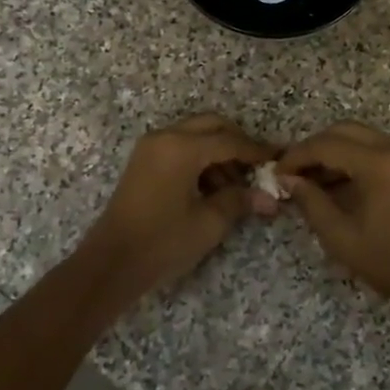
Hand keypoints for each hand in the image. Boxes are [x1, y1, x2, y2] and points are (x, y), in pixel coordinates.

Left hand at [78, 115, 277, 296]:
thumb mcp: (208, 223)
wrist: (111, 264)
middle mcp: (165, 137)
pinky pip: (179, 147)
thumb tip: (270, 198)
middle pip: (211, 126)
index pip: (229, 141)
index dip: (256, 151)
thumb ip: (240, 201)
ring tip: (234, 186)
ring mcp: (150, 147)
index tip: (278, 159)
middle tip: (256, 168)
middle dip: (237, 142)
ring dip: (217, 152)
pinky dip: (199, 158)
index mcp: (182, 148)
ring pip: (195, 135)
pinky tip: (210, 188)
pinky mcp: (143, 161)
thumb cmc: (163, 242)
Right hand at [277, 122, 389, 302]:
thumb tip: (289, 180)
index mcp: (376, 163)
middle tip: (293, 172)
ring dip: (333, 151)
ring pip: (360, 137)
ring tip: (310, 181)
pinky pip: (375, 149)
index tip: (277, 173)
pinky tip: (336, 185)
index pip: (326, 144)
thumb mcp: (340, 236)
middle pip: (343, 131)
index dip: (297, 156)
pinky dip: (352, 158)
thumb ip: (311, 202)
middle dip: (314, 147)